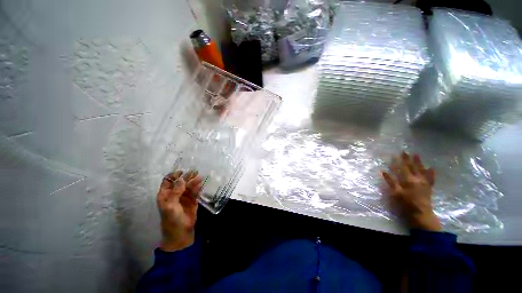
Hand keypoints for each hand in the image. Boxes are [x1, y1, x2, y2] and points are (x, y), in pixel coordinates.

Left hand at [157, 170, 202, 250]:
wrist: (181, 232)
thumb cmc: (172, 219)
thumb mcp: (170, 206)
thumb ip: (176, 192)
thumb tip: (181, 178)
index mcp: (165, 195)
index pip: (168, 181)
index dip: (174, 175)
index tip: (182, 171)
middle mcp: (175, 194)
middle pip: (180, 182)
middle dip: (186, 176)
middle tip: (194, 171)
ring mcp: (184, 197)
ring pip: (188, 186)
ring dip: (193, 181)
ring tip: (200, 176)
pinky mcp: (192, 200)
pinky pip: (195, 191)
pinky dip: (198, 186)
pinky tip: (202, 183)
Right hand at [382, 152, 441, 231]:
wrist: (421, 213)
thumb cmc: (406, 203)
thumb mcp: (396, 193)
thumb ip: (390, 181)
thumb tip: (383, 171)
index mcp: (409, 180)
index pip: (403, 167)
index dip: (400, 160)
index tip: (398, 153)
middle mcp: (418, 179)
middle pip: (412, 166)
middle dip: (408, 159)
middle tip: (405, 151)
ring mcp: (425, 182)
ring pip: (422, 169)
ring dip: (419, 162)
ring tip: (417, 155)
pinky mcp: (429, 187)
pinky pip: (431, 178)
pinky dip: (431, 173)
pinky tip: (432, 168)